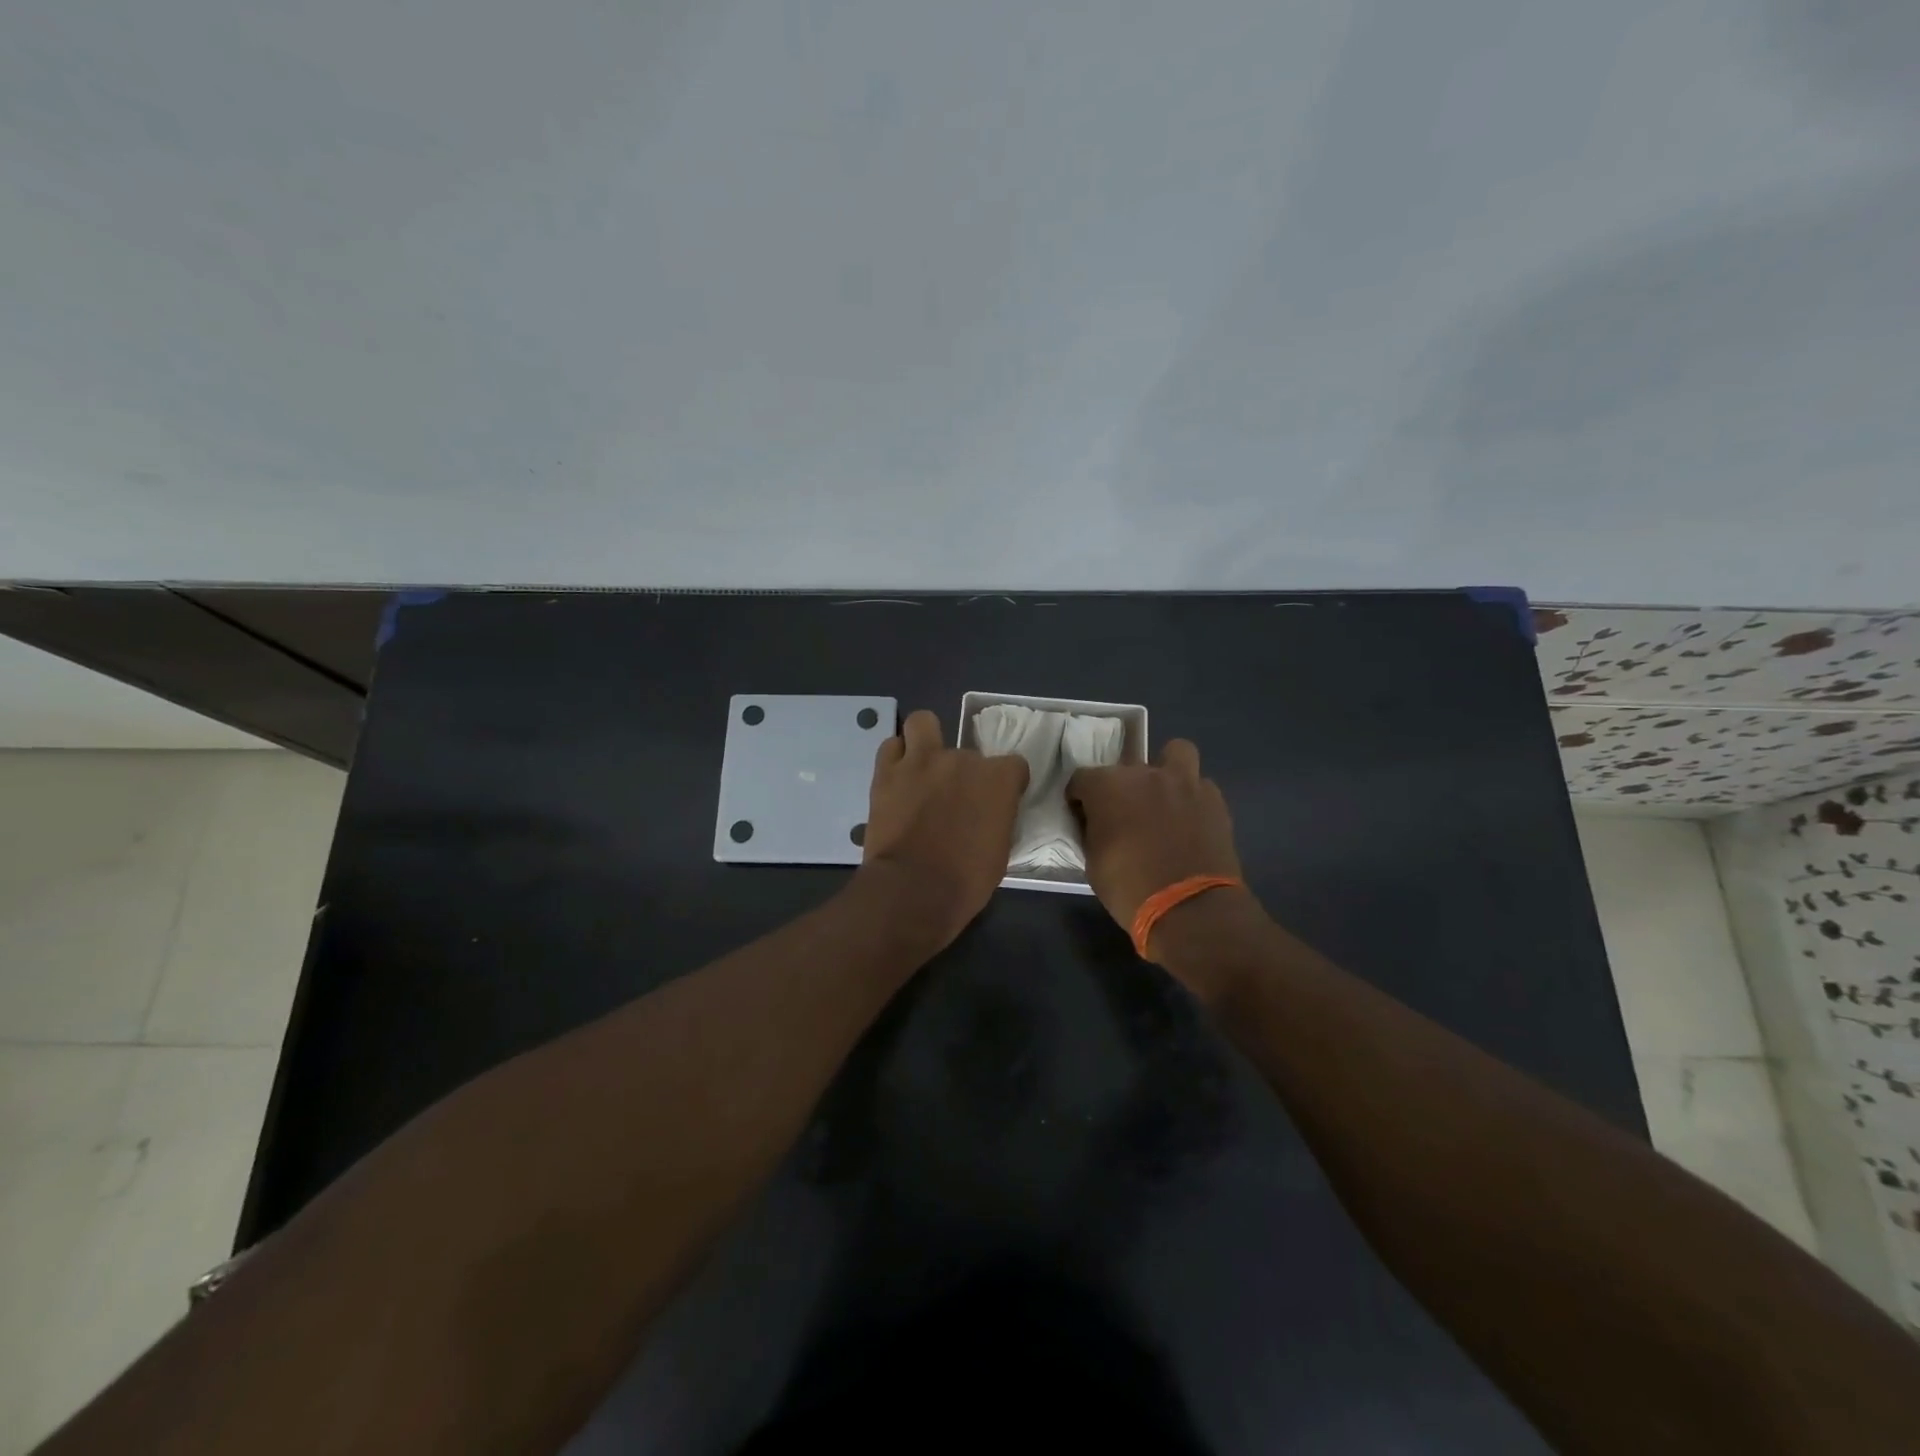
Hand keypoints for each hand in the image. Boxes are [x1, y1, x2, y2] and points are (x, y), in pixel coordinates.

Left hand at [857, 709, 1028, 946]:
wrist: (913, 890)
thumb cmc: (966, 880)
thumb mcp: (1000, 851)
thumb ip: (997, 819)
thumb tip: (988, 814)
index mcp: (998, 780)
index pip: (1014, 765)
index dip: (1007, 783)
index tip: (998, 802)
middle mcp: (962, 760)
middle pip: (968, 754)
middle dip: (963, 774)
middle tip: (953, 800)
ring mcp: (922, 761)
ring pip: (922, 723)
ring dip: (925, 740)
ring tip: (923, 765)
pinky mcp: (887, 771)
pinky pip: (891, 746)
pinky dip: (895, 757)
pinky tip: (898, 776)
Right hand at [1066, 739, 1247, 951]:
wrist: (1191, 909)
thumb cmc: (1130, 888)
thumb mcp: (1093, 862)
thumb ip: (1093, 831)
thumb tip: (1097, 823)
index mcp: (1108, 786)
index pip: (1082, 779)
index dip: (1079, 799)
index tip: (1082, 817)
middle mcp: (1145, 774)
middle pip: (1126, 767)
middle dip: (1121, 786)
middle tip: (1124, 814)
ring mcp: (1184, 783)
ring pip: (1176, 753)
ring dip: (1167, 770)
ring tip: (1164, 798)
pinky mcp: (1214, 800)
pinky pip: (1200, 786)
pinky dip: (1192, 797)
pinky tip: (1189, 820)